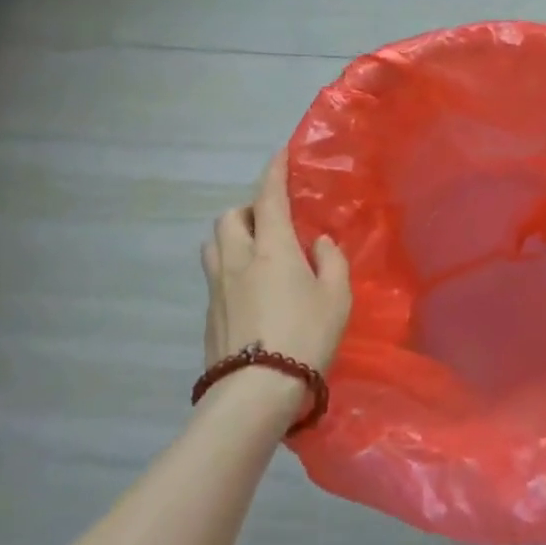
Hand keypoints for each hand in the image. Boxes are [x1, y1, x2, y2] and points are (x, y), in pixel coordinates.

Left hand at [202, 150, 351, 376]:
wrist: (256, 392)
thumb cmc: (306, 337)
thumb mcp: (337, 297)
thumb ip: (331, 261)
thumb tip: (319, 243)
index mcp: (273, 248)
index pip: (269, 197)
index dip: (274, 171)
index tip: (279, 153)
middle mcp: (239, 259)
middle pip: (231, 217)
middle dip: (248, 209)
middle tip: (271, 221)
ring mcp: (217, 287)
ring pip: (214, 244)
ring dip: (232, 236)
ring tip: (255, 251)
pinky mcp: (208, 314)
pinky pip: (215, 275)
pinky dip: (229, 268)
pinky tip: (249, 290)